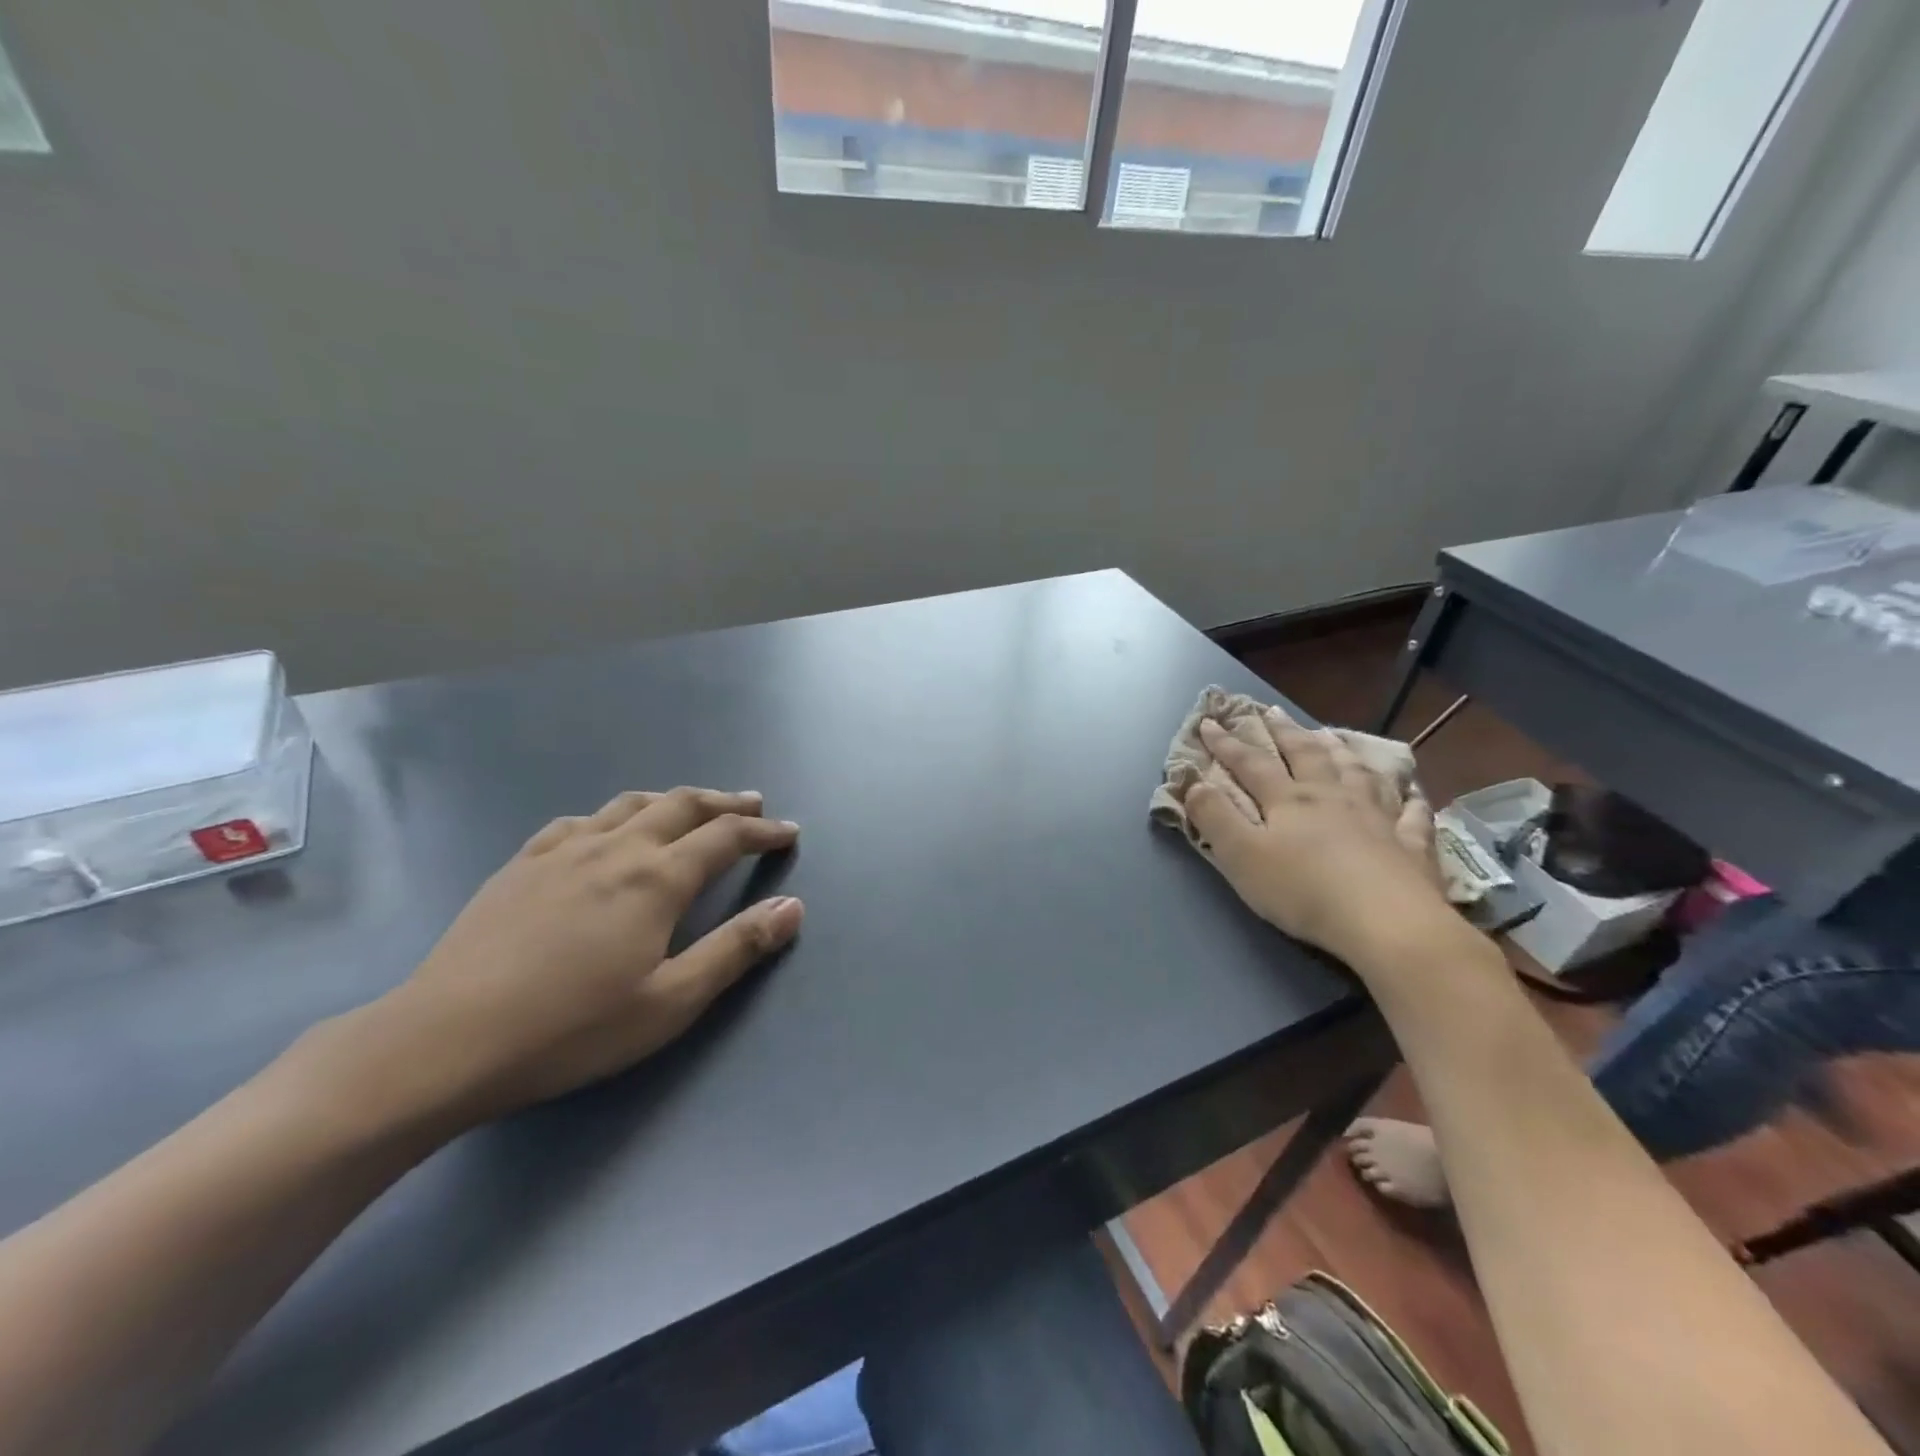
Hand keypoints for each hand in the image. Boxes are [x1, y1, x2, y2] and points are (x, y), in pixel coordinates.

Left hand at [358, 788, 801, 1130]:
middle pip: (682, 806)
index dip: (762, 831)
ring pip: (631, 805)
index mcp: (656, 879)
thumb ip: (736, 949)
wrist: (444, 1041)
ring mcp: (563, 851)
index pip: (725, 838)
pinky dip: (613, 816)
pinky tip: (608, 830)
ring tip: (692, 807)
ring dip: (673, 800)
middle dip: (725, 803)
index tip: (789, 831)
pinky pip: (579, 821)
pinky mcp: (521, 864)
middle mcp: (616, 849)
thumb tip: (792, 906)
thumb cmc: (571, 1029)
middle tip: (753, 803)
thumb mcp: (670, 1002)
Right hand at [1186, 713, 1451, 967]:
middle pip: (1306, 755)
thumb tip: (1194, 782)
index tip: (1209, 722)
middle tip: (1272, 711)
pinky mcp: (1412, 845)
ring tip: (1331, 735)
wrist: (1387, 923)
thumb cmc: (1303, 890)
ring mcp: (1378, 817)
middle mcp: (1332, 797)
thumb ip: (1215, 817)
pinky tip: (1412, 792)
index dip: (1227, 742)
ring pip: (1357, 772)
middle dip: (1285, 732)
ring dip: (1340, 751)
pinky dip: (1409, 799)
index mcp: (1288, 800)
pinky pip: (1412, 814)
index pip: (1251, 763)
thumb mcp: (1241, 856)